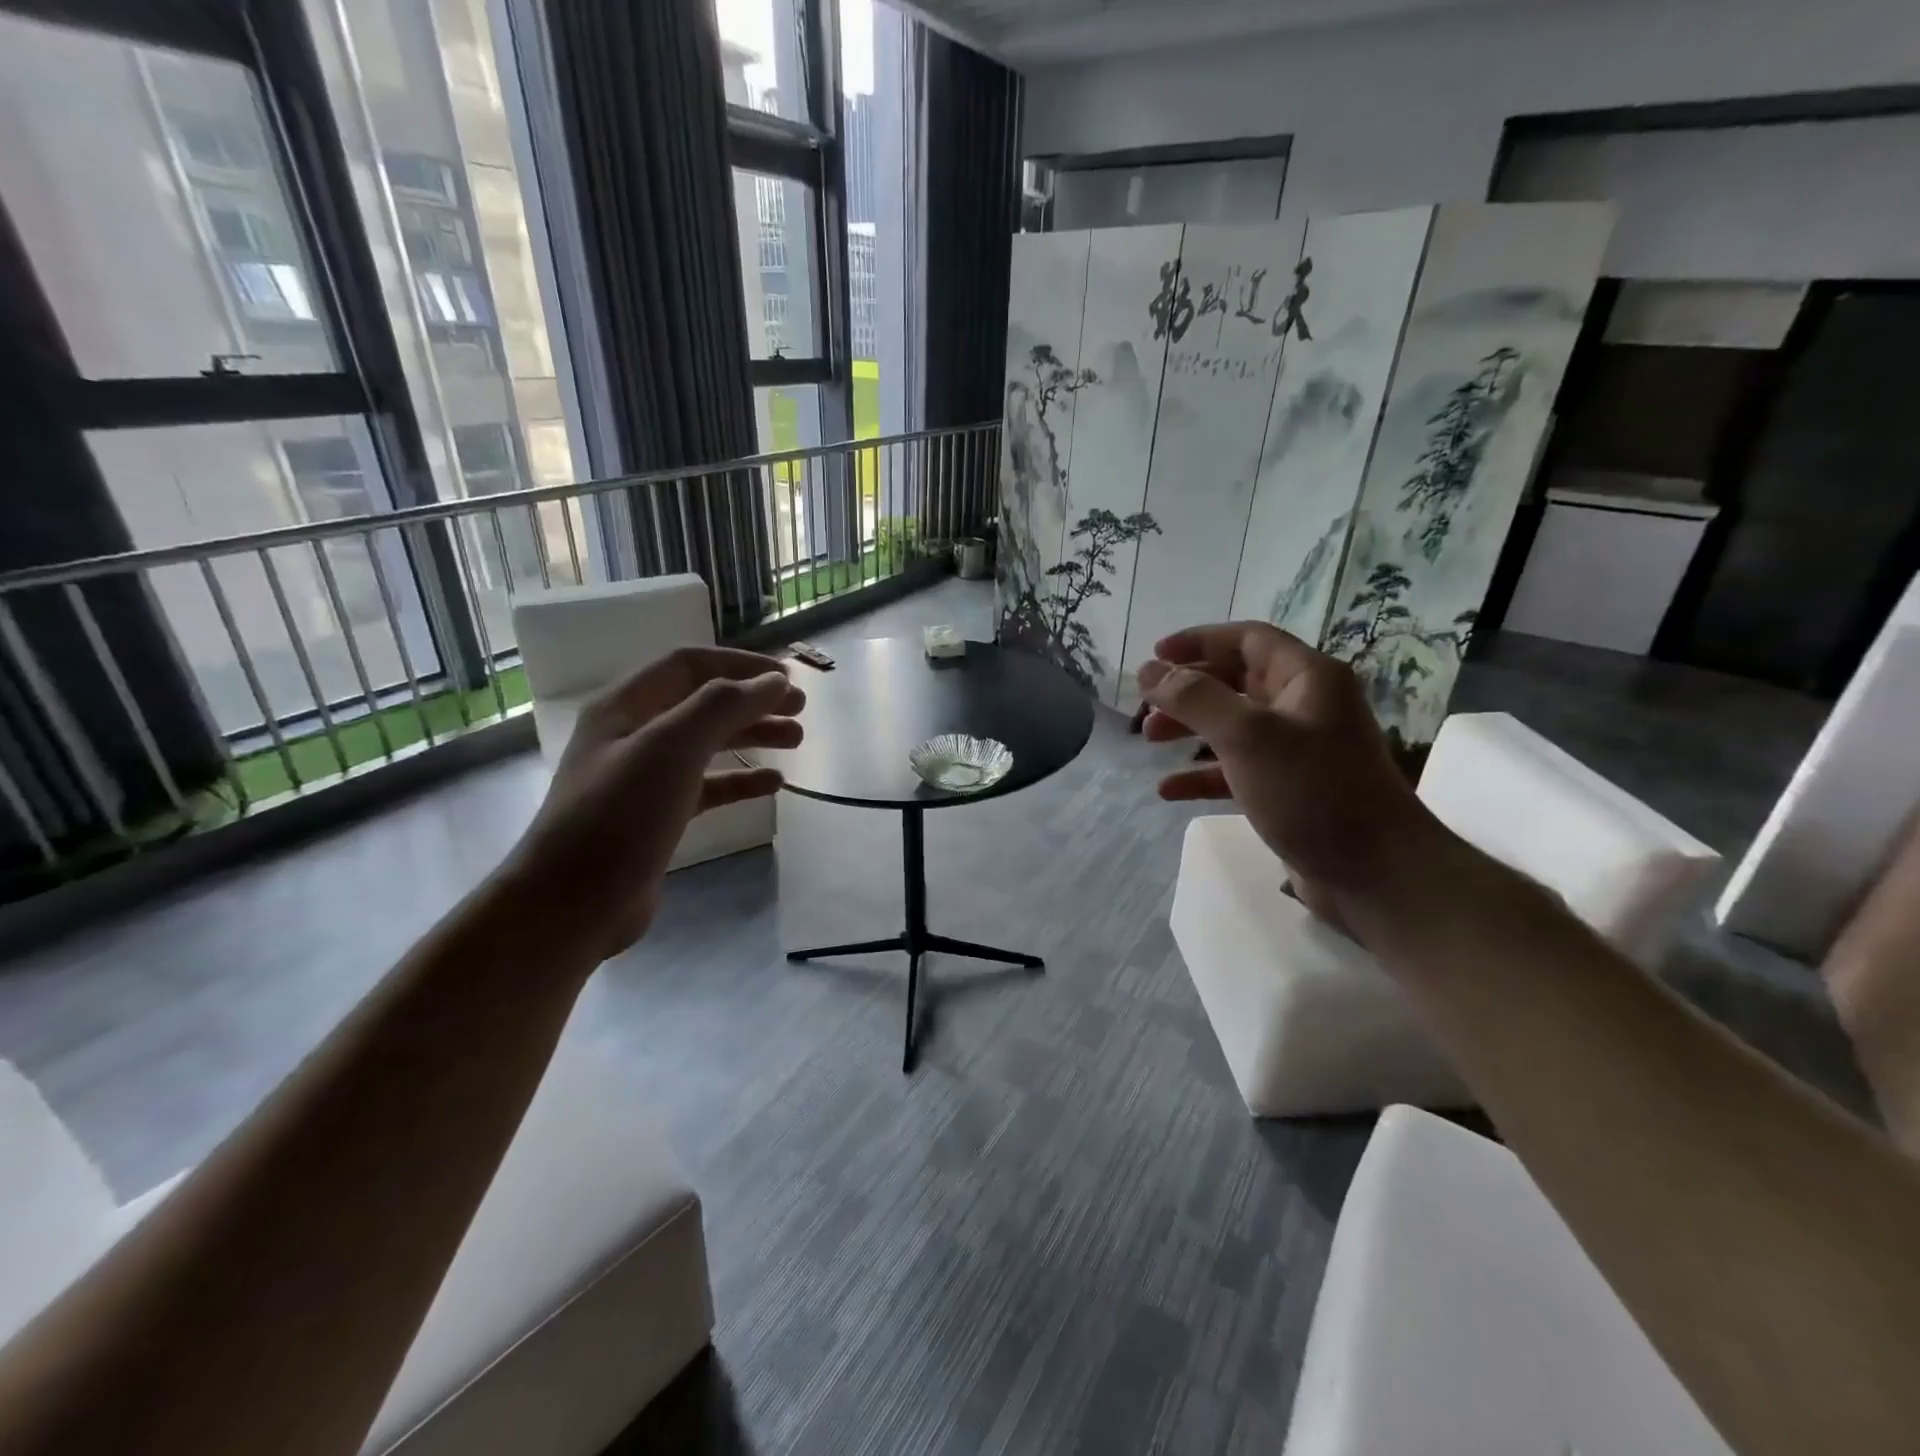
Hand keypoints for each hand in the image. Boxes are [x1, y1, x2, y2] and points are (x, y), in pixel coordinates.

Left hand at [501, 646, 803, 960]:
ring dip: (753, 735)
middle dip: (753, 700)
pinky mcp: (658, 816)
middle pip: (703, 702)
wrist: (572, 904)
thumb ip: (724, 706)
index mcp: (625, 706)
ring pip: (708, 743)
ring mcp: (644, 777)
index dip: (741, 664)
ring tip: (797, 740)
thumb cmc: (620, 815)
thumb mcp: (672, 748)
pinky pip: (707, 786)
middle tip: (800, 710)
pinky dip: (741, 780)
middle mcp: (633, 734)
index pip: (689, 664)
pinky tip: (773, 784)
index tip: (787, 678)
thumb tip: (774, 681)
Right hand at [1138, 622, 1439, 922]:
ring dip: (1189, 729)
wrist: (1376, 874)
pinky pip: (1238, 770)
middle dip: (1187, 691)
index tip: (1154, 656)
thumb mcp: (1247, 736)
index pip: (1247, 639)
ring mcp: (1299, 751)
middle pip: (1236, 681)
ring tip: (1149, 742)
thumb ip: (1195, 698)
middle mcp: (1305, 707)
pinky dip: (1203, 774)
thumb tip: (1149, 670)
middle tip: (1146, 707)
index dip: (1198, 641)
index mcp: (1307, 678)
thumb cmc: (1313, 791)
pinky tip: (1169, 790)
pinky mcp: (1290, 790)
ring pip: (1233, 726)